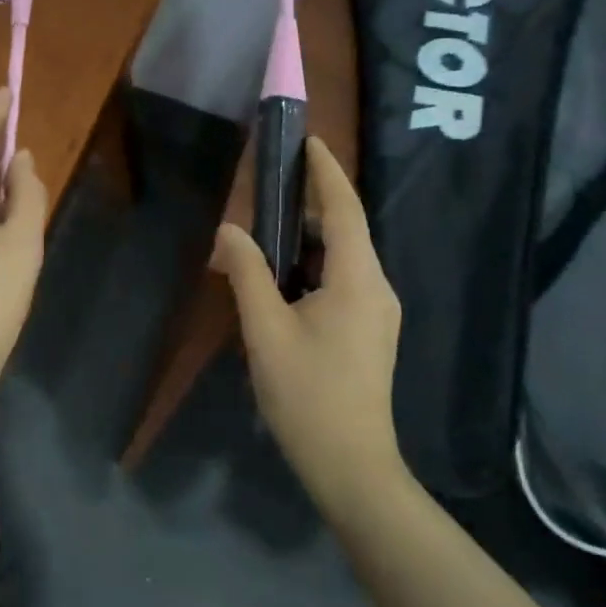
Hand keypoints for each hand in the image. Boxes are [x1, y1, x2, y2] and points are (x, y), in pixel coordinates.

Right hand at [212, 137, 404, 502]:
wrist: (351, 465)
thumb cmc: (307, 394)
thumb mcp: (266, 331)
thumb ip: (246, 273)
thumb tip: (228, 231)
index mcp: (358, 279)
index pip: (345, 210)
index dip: (327, 173)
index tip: (309, 141)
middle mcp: (377, 287)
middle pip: (345, 230)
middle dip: (310, 205)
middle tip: (269, 188)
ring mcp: (377, 312)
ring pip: (342, 258)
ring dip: (307, 240)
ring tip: (265, 233)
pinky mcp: (370, 332)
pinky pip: (342, 281)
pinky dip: (311, 267)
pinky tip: (280, 280)